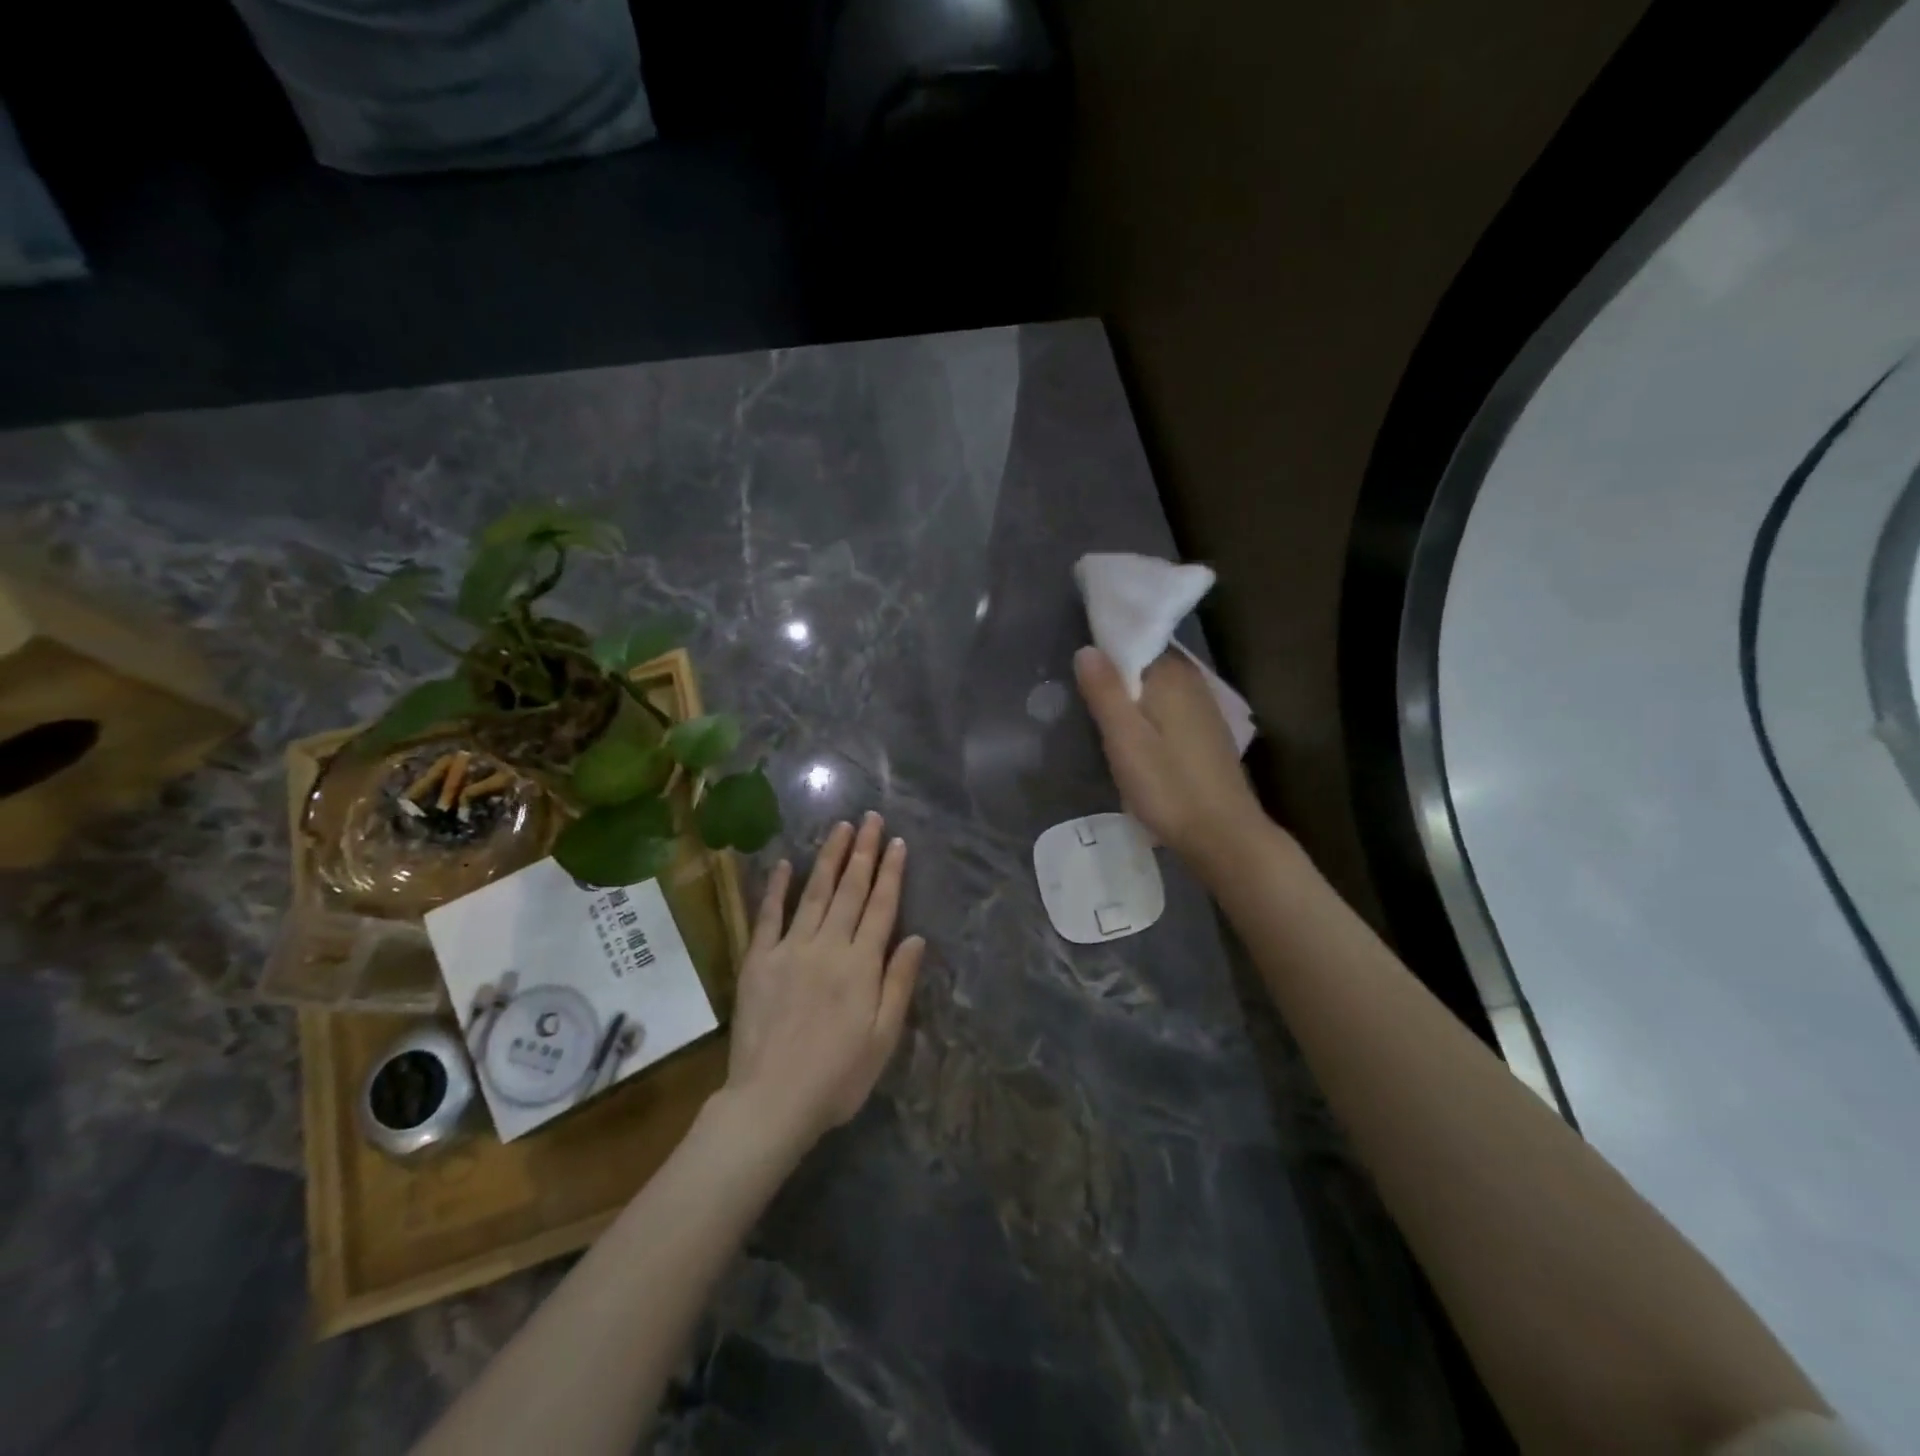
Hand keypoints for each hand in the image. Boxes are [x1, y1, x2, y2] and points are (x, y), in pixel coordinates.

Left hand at [723, 813, 924, 1150]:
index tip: (897, 842)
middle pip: (850, 890)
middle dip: (863, 851)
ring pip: (814, 893)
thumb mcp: (884, 1038)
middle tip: (870, 818)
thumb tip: (915, 937)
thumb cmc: (838, 1076)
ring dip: (828, 857)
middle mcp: (828, 946)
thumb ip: (898, 983)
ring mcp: (790, 949)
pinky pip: (768, 916)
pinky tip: (784, 863)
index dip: (890, 872)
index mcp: (861, 965)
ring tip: (840, 828)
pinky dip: (776, 887)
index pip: (881, 906)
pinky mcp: (758, 960)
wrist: (772, 1100)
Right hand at [1073, 646, 1267, 869]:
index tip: (1077, 659)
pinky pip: (1169, 706)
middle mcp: (1193, 681)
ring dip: (1132, 692)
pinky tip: (1133, 732)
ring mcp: (1204, 707)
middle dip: (1116, 669)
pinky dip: (1148, 711)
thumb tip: (1087, 648)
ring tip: (1098, 707)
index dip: (1106, 644)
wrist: (1222, 835)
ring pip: (1158, 686)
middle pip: (1147, 662)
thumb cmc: (1167, 786)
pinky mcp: (1206, 733)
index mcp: (1173, 674)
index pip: (1136, 639)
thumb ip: (1105, 690)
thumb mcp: (1124, 738)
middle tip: (1079, 686)